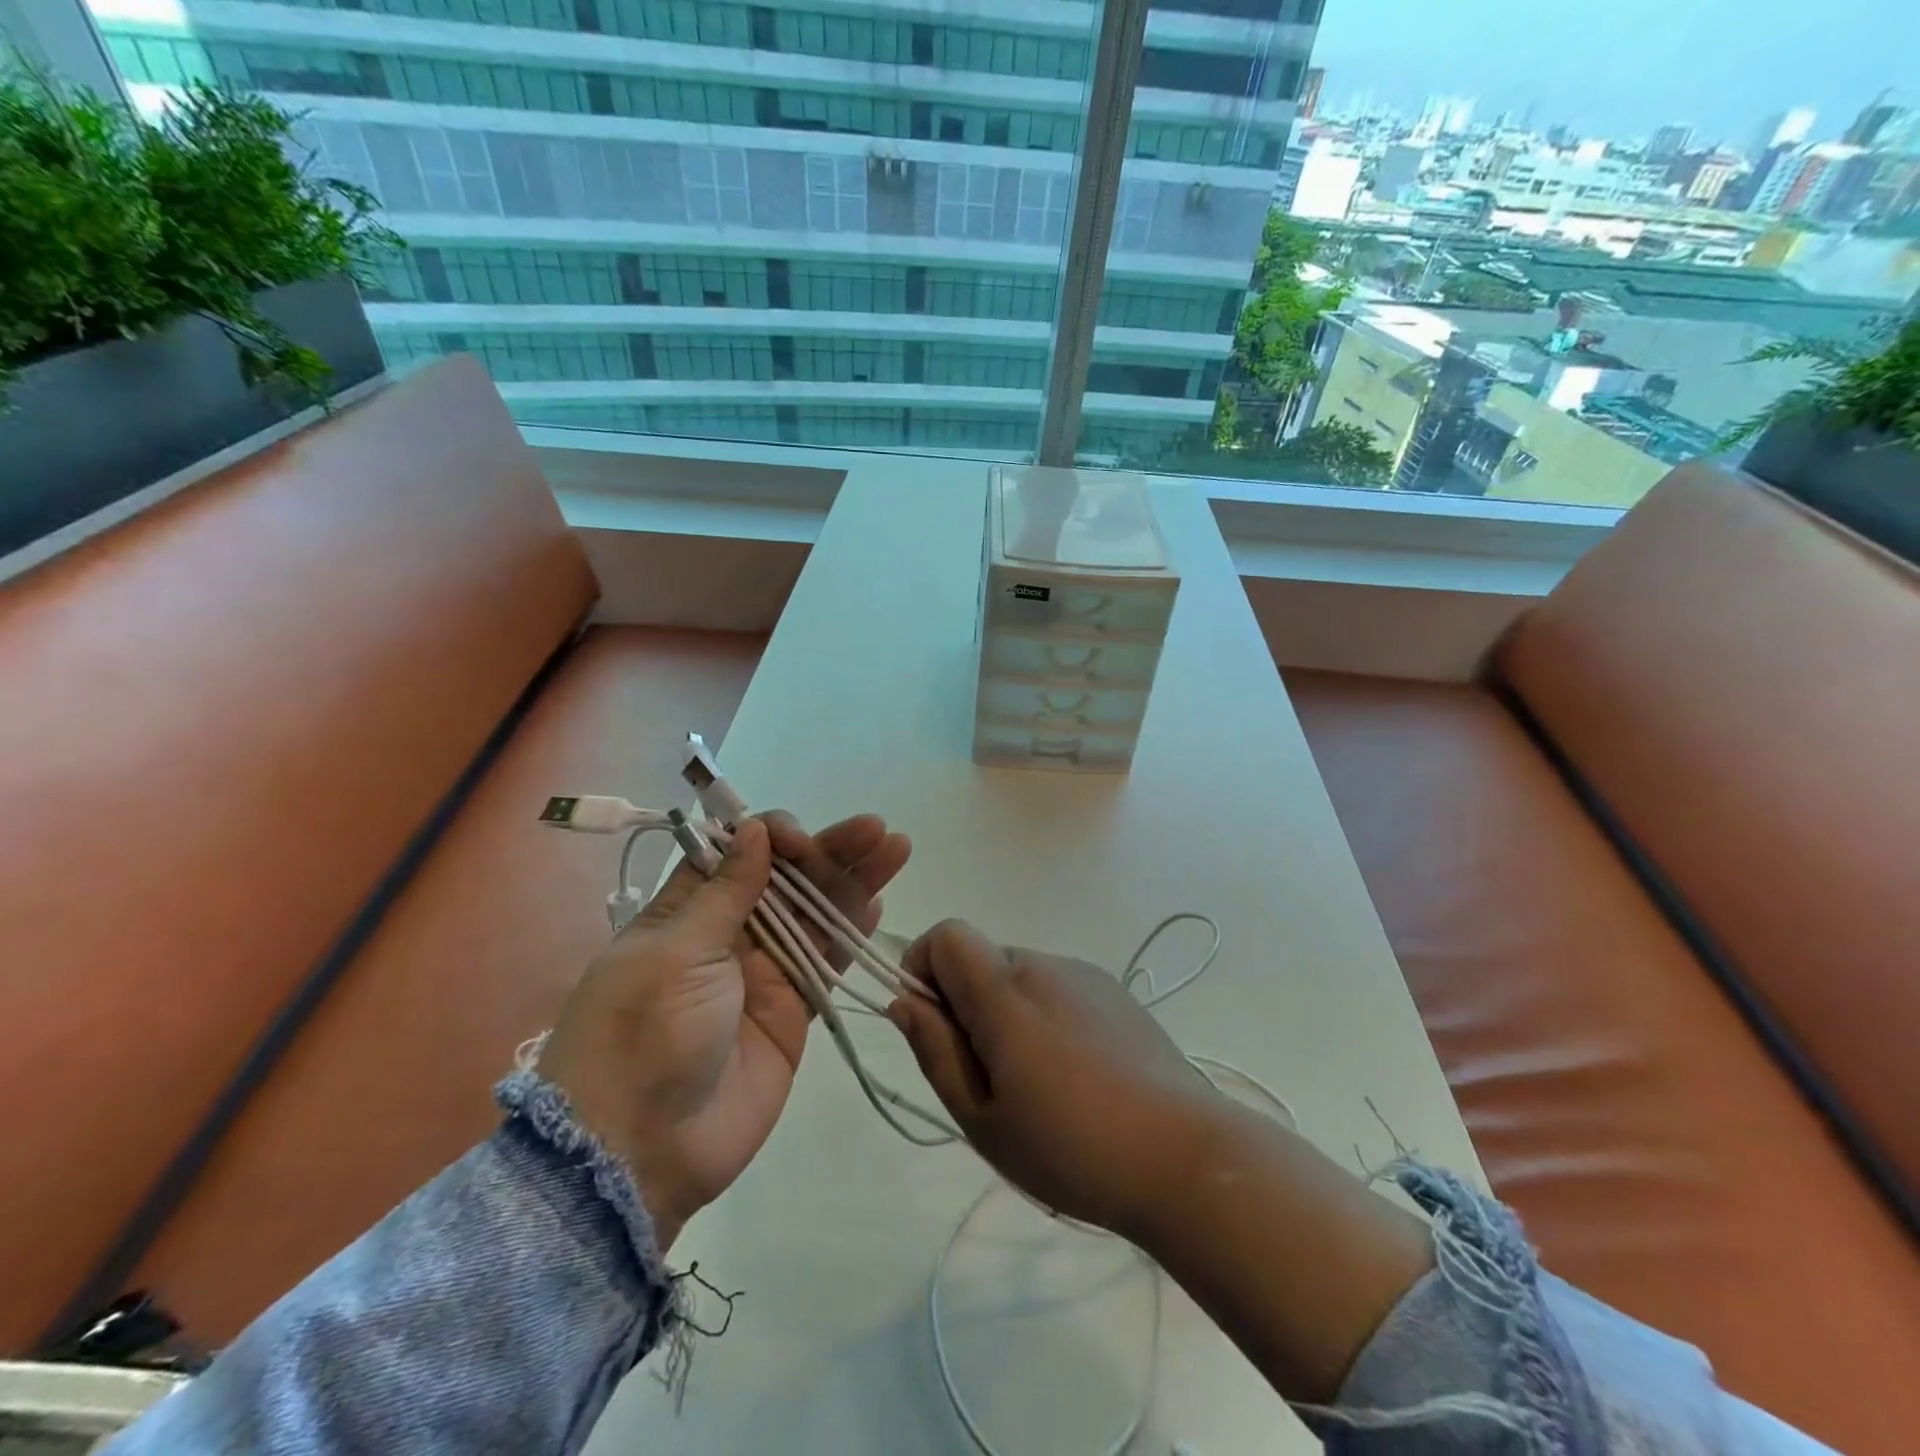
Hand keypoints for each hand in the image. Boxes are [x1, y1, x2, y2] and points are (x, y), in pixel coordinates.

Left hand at [539, 811, 909, 1249]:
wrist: (643, 1149)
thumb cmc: (645, 1033)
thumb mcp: (676, 952)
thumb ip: (726, 891)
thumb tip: (752, 828)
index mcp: (687, 912)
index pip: (736, 854)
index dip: (772, 837)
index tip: (799, 840)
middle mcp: (728, 935)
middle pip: (787, 880)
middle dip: (830, 851)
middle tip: (876, 830)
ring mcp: (764, 973)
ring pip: (816, 915)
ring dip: (853, 881)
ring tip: (895, 848)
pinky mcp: (792, 1011)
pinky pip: (826, 961)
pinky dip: (851, 932)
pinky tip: (878, 901)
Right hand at [888, 919, 1223, 1240]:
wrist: (1185, 1156)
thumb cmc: (1070, 1146)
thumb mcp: (982, 1117)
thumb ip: (935, 1050)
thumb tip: (905, 1000)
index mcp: (1005, 989)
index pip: (946, 935)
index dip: (924, 969)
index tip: (933, 1027)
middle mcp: (1044, 964)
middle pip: (982, 959)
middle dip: (965, 1004)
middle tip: (987, 1077)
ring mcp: (1085, 974)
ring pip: (1019, 977)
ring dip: (1006, 1013)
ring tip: (1036, 1084)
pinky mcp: (1115, 993)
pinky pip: (1058, 989)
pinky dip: (1045, 1017)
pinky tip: (1075, 1075)